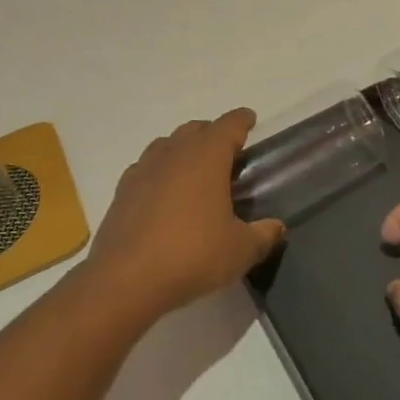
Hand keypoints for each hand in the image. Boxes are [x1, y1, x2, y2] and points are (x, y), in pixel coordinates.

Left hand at [84, 109, 285, 319]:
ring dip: (184, 149)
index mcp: (206, 156)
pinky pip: (146, 168)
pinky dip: (160, 172)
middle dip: (213, 134)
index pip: (228, 125)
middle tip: (228, 154)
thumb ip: (263, 235)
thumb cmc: (191, 255)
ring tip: (196, 172)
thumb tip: (277, 227)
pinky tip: (164, 194)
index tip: (250, 120)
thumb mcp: (239, 250)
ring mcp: (143, 169)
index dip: (242, 121)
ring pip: (167, 144)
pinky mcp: (122, 191)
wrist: (125, 279)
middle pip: (196, 129)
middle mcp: (174, 153)